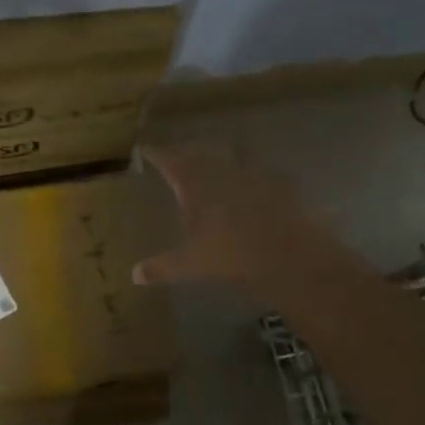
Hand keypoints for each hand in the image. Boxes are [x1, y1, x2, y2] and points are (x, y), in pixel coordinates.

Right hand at [132, 145, 329, 291]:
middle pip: (199, 155)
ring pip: (230, 157)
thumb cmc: (232, 255)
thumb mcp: (192, 265)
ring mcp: (252, 175)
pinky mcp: (279, 183)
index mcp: (195, 185)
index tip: (146, 149)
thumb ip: (163, 267)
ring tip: (215, 162)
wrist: (289, 254)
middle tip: (179, 156)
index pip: (170, 161)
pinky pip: (261, 172)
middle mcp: (221, 172)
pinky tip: (255, 182)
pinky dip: (253, 174)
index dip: (157, 154)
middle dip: (187, 154)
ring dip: (220, 158)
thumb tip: (135, 275)